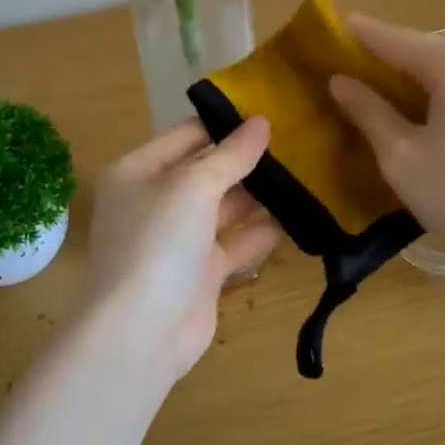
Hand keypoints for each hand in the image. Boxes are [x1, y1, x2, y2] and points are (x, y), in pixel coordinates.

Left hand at [79, 117, 281, 387]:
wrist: (140, 335)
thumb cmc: (157, 244)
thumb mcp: (192, 188)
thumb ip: (230, 155)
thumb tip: (261, 121)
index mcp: (138, 171)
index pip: (187, 134)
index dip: (226, 122)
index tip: (272, 109)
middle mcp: (156, 200)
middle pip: (207, 169)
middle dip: (248, 157)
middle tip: (299, 138)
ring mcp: (179, 238)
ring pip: (225, 206)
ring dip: (260, 193)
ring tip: (306, 170)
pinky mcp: (202, 272)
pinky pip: (237, 241)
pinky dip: (263, 230)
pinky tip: (300, 215)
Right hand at [329, 15, 444, 275]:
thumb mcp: (400, 155)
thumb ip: (368, 111)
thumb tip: (340, 81)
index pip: (393, 39)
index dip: (357, 34)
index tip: (326, 28)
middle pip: (420, 50)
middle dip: (382, 57)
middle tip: (343, 65)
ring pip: (443, 71)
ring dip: (408, 77)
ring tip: (373, 90)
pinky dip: (434, 93)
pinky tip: (416, 113)